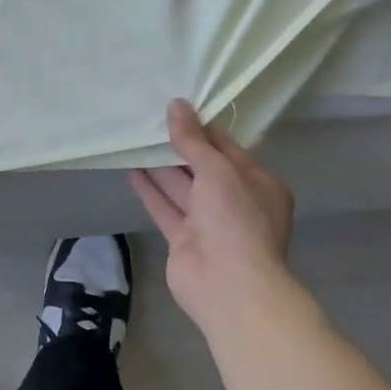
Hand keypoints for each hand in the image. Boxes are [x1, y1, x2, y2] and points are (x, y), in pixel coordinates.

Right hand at [130, 100, 297, 330]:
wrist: (229, 285)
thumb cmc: (235, 219)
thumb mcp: (218, 170)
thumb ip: (194, 140)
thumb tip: (176, 105)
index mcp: (258, 184)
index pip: (228, 149)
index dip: (203, 129)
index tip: (178, 109)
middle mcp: (236, 202)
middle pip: (204, 168)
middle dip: (179, 147)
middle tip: (151, 122)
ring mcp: (209, 223)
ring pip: (182, 188)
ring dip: (161, 167)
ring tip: (137, 141)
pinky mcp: (185, 240)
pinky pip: (166, 209)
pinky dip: (151, 191)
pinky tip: (132, 172)